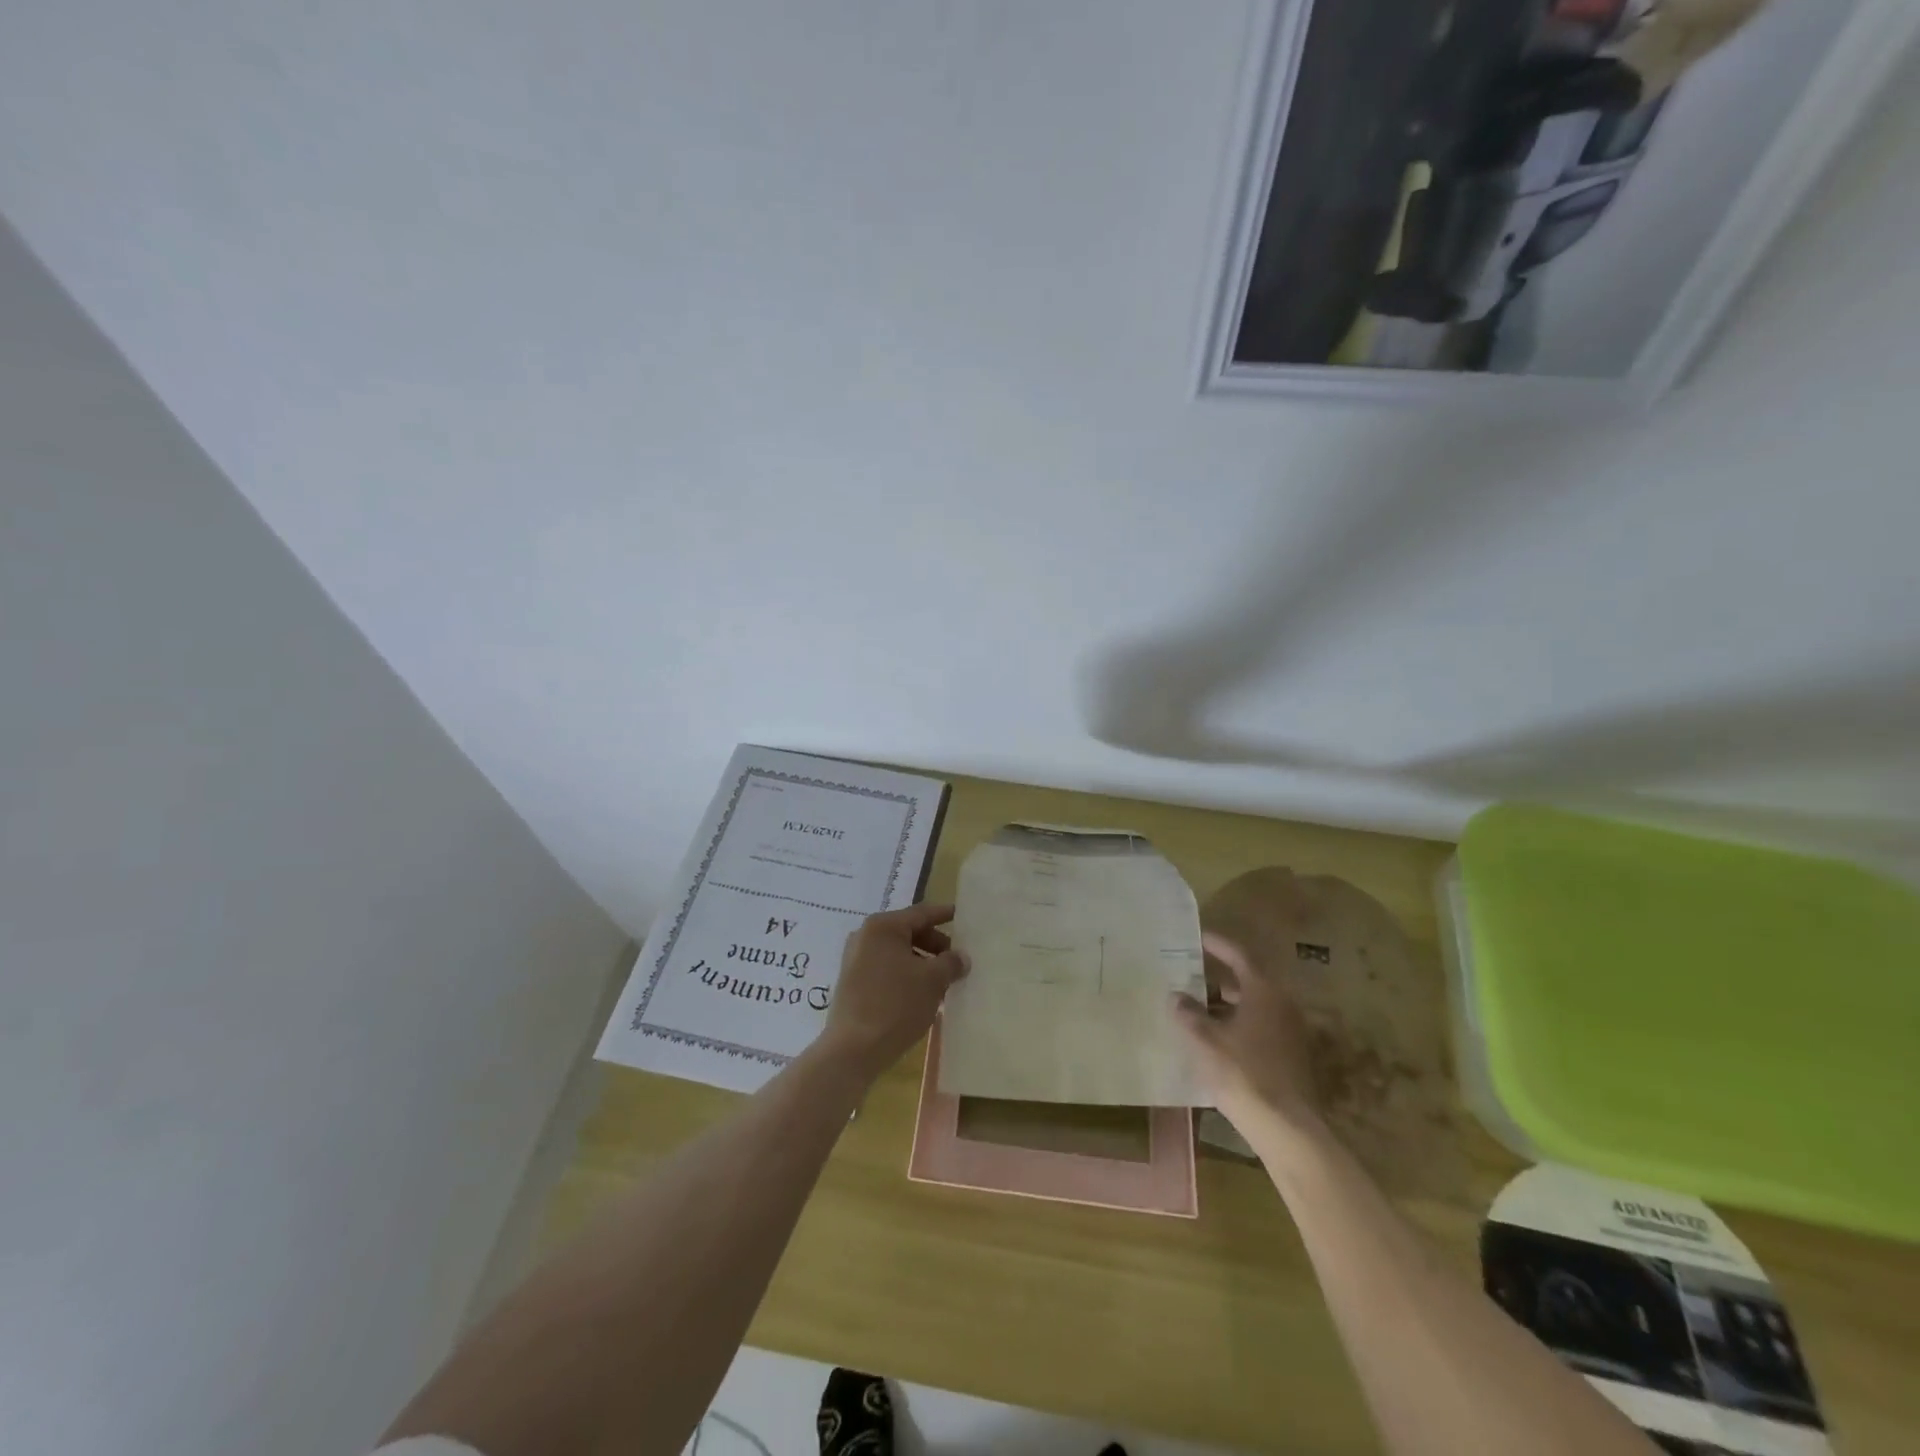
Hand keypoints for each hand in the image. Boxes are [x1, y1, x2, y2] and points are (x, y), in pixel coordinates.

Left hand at [816, 903, 968, 1080]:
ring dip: (922, 963)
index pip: (922, 913)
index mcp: (883, 927)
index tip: (964, 916)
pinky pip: (886, 969)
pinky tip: (922, 995)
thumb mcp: (932, 981)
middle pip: (909, 932)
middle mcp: (865, 936)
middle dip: (935, 945)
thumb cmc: (896, 1005)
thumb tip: (962, 957)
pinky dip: (906, 975)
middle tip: (957, 960)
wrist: (853, 1050)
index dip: (945, 914)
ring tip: (944, 982)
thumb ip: (951, 963)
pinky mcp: (852, 982)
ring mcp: (855, 959)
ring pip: (898, 953)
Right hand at [1173, 931, 1324, 1141]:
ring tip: (1193, 1007)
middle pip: (1247, 980)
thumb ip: (1188, 1013)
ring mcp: (1290, 1032)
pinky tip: (1213, 1038)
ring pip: (1253, 1006)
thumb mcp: (1205, 1040)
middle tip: (1188, 973)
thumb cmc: (1243, 1073)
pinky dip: (1236, 1024)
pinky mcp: (1290, 1057)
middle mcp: (1282, 1005)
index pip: (1239, 955)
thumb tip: (1176, 996)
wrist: (1287, 1129)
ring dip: (1225, 1004)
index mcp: (1264, 991)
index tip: (1196, 936)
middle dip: (1216, 977)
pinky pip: (1259, 1027)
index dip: (1216, 944)